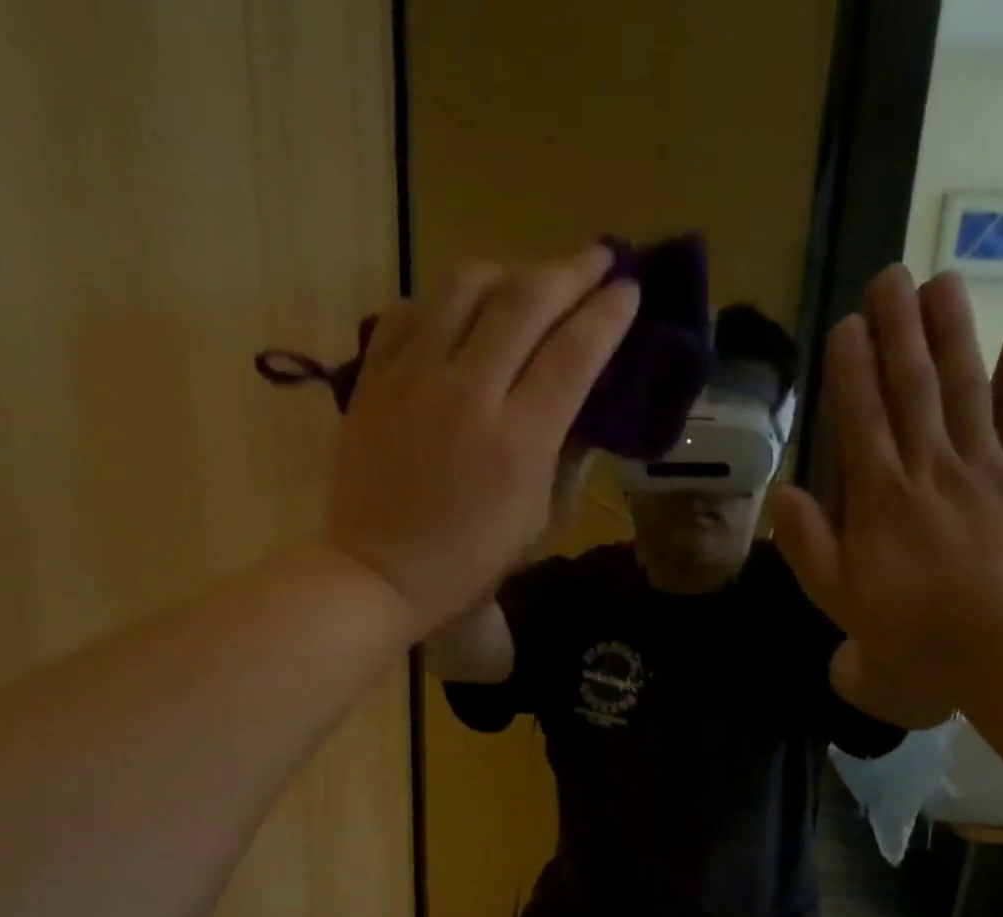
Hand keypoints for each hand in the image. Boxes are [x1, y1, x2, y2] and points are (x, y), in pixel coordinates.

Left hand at [323, 247, 639, 631]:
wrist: (379, 573)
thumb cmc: (468, 564)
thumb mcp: (537, 524)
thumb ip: (564, 459)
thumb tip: (581, 409)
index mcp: (519, 440)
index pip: (574, 353)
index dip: (608, 315)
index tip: (629, 290)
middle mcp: (469, 393)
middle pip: (526, 303)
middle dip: (571, 271)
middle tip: (597, 258)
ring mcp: (414, 379)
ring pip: (464, 288)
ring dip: (507, 271)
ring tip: (527, 278)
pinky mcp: (373, 378)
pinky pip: (411, 312)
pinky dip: (444, 299)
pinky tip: (460, 308)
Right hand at [771, 266, 1002, 726]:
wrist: (993, 648)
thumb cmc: (905, 626)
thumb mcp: (836, 596)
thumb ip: (807, 543)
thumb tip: (783, 492)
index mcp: (879, 497)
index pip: (861, 419)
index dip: (852, 369)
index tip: (846, 324)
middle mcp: (929, 467)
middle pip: (911, 388)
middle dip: (898, 330)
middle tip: (890, 276)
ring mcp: (984, 468)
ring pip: (966, 388)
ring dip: (953, 332)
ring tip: (942, 282)